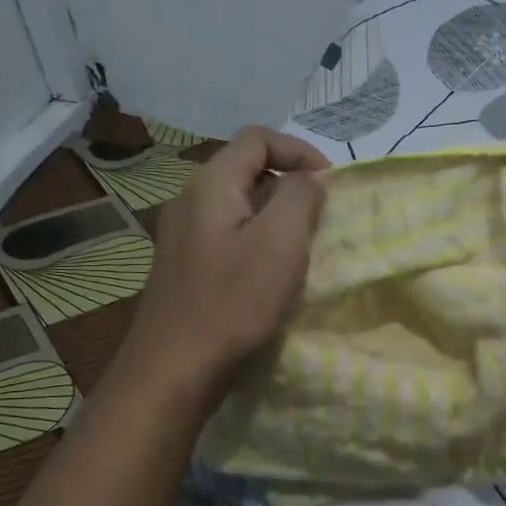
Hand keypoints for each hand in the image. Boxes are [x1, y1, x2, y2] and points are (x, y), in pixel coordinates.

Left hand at [120, 126, 327, 407]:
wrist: (174, 367)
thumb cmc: (233, 302)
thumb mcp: (280, 243)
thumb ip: (300, 197)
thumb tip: (310, 177)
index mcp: (210, 184)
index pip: (257, 138)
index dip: (299, 150)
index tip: (330, 184)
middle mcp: (189, 200)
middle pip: (245, 169)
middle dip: (289, 183)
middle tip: (320, 217)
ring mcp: (181, 234)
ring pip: (237, 204)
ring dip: (275, 214)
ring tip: (301, 245)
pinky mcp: (184, 265)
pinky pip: (226, 233)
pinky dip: (256, 239)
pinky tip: (269, 273)